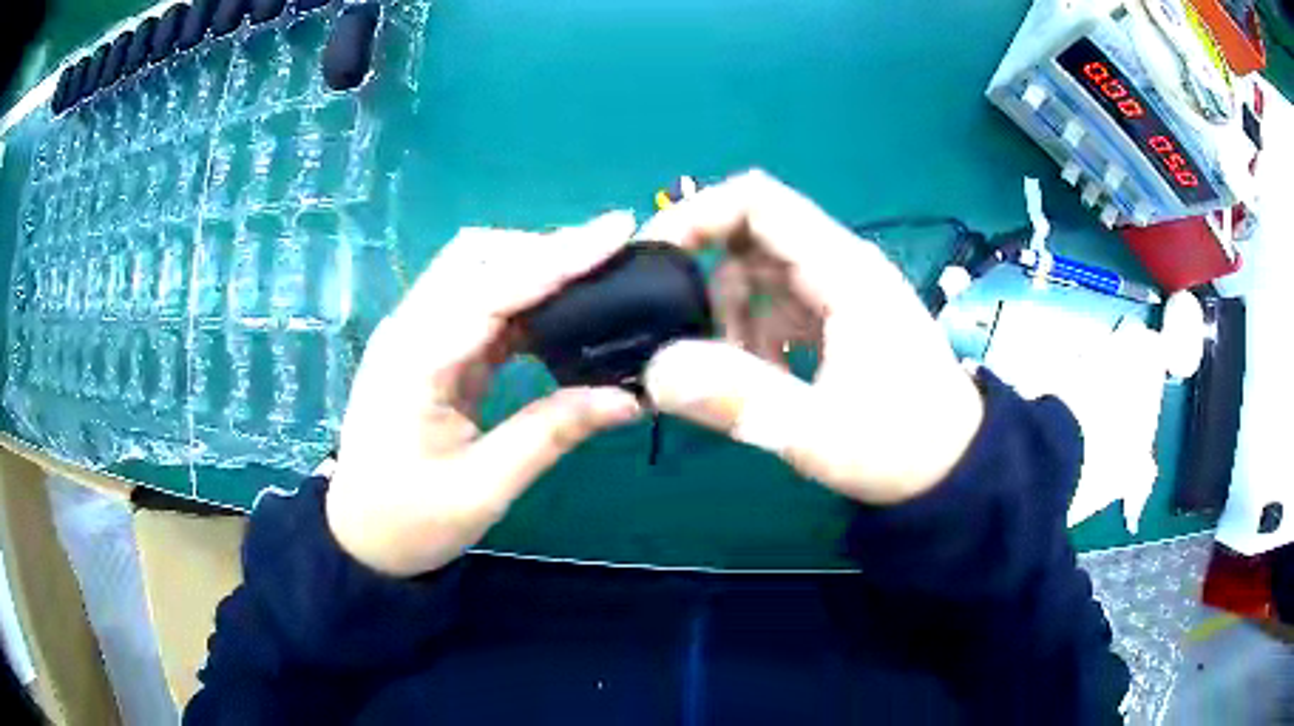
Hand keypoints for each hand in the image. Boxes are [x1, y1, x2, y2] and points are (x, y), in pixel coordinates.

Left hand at [326, 212, 643, 576]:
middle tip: (611, 261)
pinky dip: (522, 298)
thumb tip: (630, 398)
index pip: (491, 287)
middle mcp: (410, 330)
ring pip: (478, 270)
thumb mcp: (484, 488)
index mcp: (415, 360)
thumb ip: (552, 433)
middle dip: (545, 248)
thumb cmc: (411, 521)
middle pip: (477, 256)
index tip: (617, 230)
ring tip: (595, 280)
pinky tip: (560, 314)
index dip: (557, 256)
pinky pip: (479, 303)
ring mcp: (415, 335)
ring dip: (534, 266)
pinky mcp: (429, 348)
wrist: (359, 536)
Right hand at [638, 170, 982, 504]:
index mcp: (843, 271)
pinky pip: (776, 304)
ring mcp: (839, 290)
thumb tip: (655, 371)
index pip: (758, 202)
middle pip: (751, 237)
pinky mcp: (838, 317)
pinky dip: (753, 333)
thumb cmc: (901, 445)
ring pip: (758, 274)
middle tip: (688, 339)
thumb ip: (738, 399)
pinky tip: (764, 377)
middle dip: (708, 282)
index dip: (697, 214)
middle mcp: (840, 266)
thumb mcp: (818, 431)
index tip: (651, 258)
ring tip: (736, 374)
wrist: (953, 466)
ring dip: (731, 317)